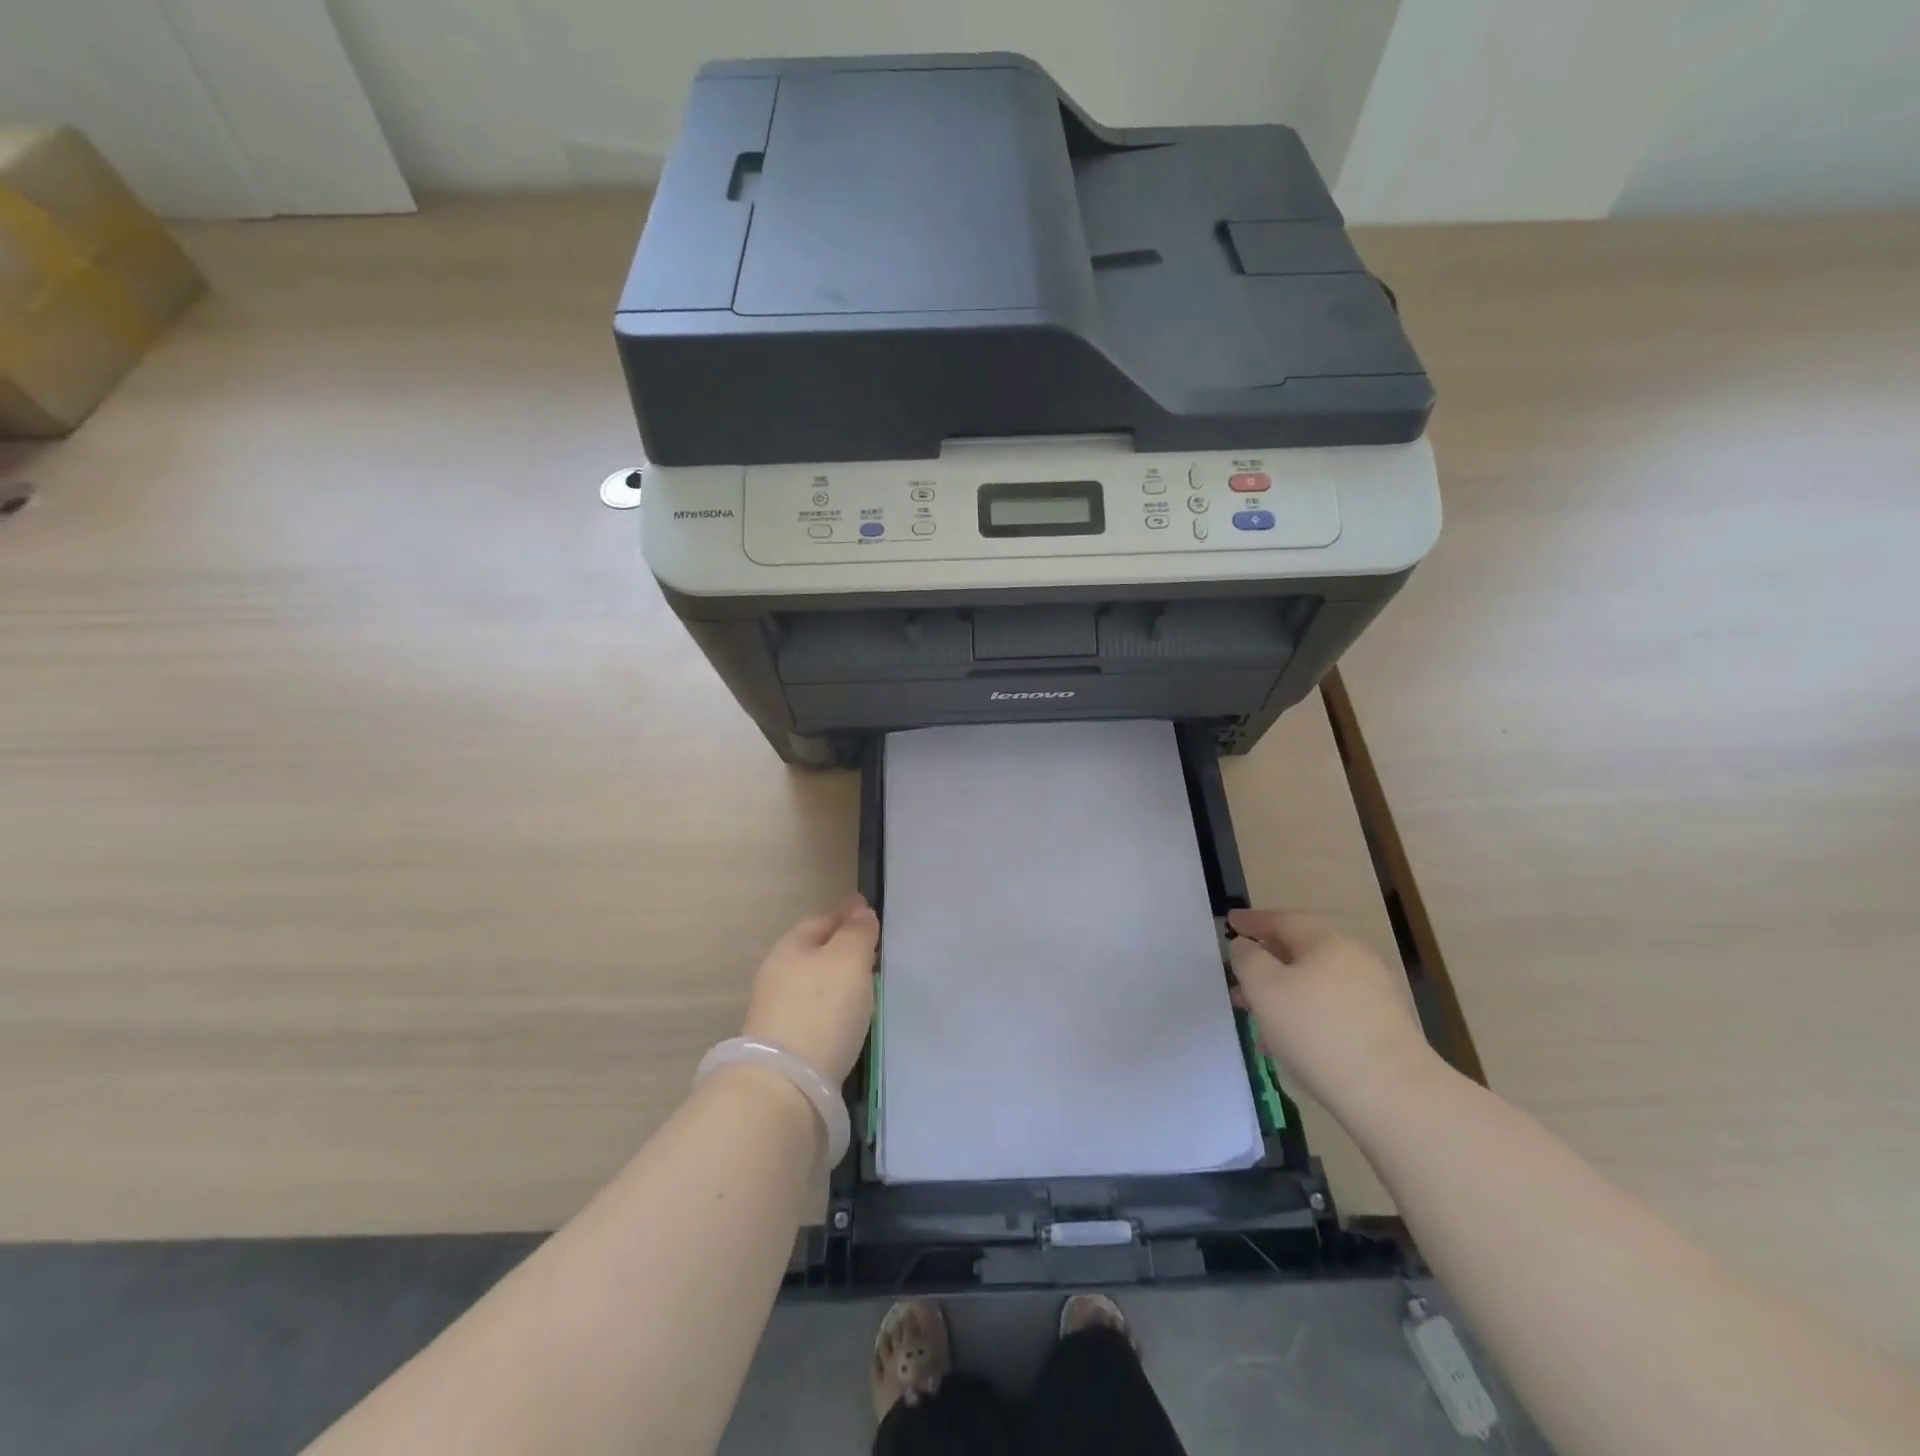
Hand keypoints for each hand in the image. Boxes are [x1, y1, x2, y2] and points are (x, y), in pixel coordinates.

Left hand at [741, 895, 879, 1083]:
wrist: (785, 1087)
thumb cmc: (821, 1010)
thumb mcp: (848, 960)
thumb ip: (857, 932)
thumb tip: (860, 909)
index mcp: (790, 947)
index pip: (822, 919)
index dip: (847, 916)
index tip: (871, 917)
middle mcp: (777, 974)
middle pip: (814, 951)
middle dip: (841, 948)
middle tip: (872, 952)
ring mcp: (776, 1011)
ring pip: (813, 983)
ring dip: (836, 980)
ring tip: (864, 986)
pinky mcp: (782, 1044)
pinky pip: (813, 1012)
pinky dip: (830, 1008)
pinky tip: (846, 1019)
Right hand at [1226, 909, 1437, 1116]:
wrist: (1394, 1095)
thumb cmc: (1317, 1031)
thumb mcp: (1264, 988)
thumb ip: (1247, 959)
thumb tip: (1246, 946)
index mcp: (1327, 942)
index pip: (1283, 920)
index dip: (1252, 921)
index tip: (1229, 922)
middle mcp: (1355, 960)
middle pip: (1300, 953)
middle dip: (1266, 966)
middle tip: (1238, 982)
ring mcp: (1375, 995)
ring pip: (1315, 985)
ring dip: (1283, 996)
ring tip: (1258, 1021)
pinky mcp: (1384, 1029)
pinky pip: (1332, 1011)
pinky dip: (1306, 1017)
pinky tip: (1290, 1045)